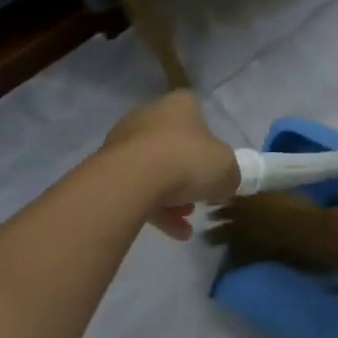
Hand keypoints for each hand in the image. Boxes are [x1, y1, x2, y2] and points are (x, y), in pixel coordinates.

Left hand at [102, 91, 240, 239]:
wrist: (131, 180)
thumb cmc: (186, 160)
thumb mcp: (226, 168)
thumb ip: (229, 174)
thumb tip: (225, 182)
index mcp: (179, 104)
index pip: (196, 111)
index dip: (207, 138)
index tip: (213, 162)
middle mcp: (150, 114)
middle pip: (173, 142)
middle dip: (187, 172)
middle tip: (199, 196)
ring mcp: (124, 141)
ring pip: (153, 167)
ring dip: (170, 194)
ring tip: (185, 222)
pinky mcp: (107, 168)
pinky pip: (136, 187)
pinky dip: (153, 207)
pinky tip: (172, 232)